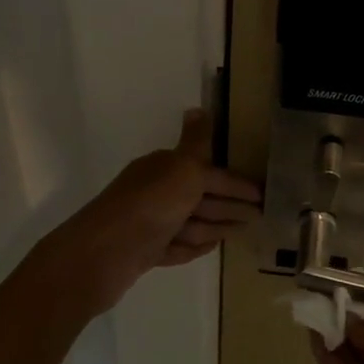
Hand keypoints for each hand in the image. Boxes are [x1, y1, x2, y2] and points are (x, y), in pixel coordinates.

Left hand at [42, 110, 261, 314]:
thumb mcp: (181, 168)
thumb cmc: (150, 207)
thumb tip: (198, 107)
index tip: (263, 194)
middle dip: (230, 204)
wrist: (101, 255)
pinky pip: (176, 246)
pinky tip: (208, 248)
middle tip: (260, 215)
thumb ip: (196, 142)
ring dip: (214, 225)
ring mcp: (149, 224)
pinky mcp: (145, 253)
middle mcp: (156, 192)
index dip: (237, 183)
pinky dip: (192, 246)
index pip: (210, 172)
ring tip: (240, 231)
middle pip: (201, 196)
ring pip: (190, 222)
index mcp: (165, 168)